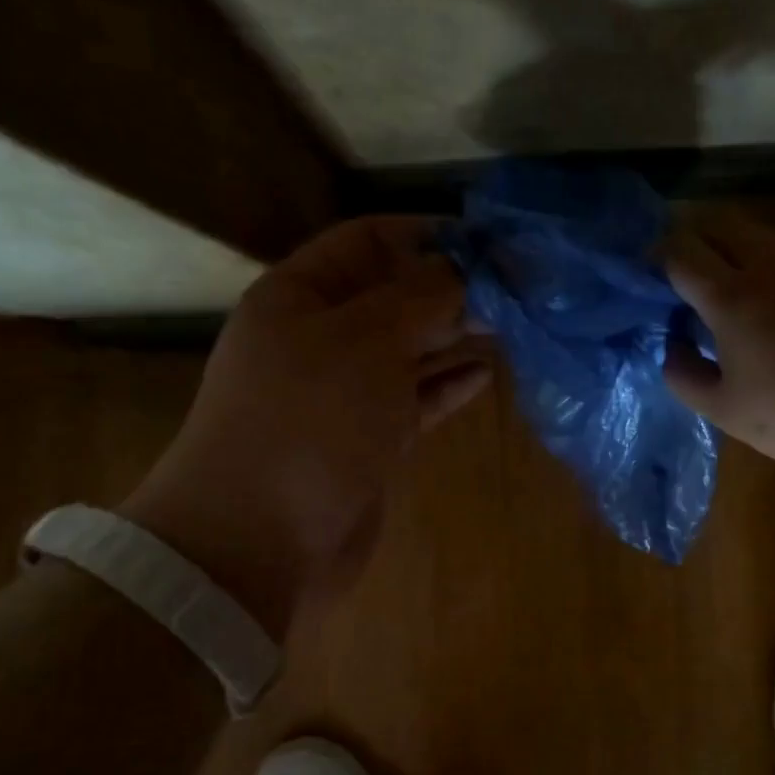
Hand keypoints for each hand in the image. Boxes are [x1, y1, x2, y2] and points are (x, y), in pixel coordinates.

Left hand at [123, 217, 491, 635]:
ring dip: (455, 336)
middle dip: (450, 288)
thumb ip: (422, 298)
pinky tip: (485, 374)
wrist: (260, 540)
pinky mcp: (369, 440)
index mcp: (300, 296)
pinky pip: (415, 399)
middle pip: (393, 297)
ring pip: (409, 350)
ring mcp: (345, 393)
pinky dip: (448, 385)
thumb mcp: (366, 340)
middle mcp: (320, 338)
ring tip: (510, 325)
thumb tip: (466, 270)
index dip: (425, 234)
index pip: (367, 241)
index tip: (487, 241)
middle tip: (514, 288)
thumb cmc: (308, 421)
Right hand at [661, 208, 774, 483]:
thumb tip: (673, 344)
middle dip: (693, 238)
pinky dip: (770, 266)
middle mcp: (769, 265)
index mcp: (731, 297)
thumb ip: (683, 373)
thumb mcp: (723, 409)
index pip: (681, 251)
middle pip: (719, 223)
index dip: (657, 256)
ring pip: (759, 233)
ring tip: (727, 283)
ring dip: (732, 247)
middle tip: (683, 270)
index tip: (648, 273)